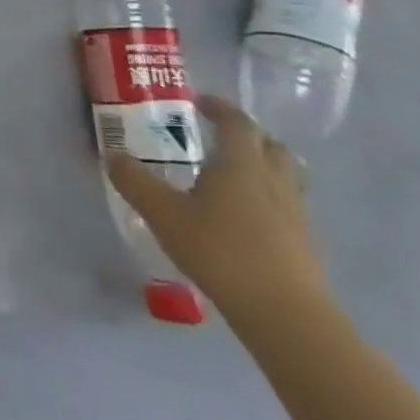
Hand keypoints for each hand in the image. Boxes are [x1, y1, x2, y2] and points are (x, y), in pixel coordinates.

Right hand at [105, 95, 326, 326]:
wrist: (286, 316)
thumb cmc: (220, 251)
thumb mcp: (162, 213)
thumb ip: (135, 181)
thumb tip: (113, 155)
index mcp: (240, 164)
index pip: (238, 123)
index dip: (220, 108)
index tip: (199, 103)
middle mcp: (274, 182)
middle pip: (271, 146)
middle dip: (248, 136)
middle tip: (219, 137)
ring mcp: (296, 215)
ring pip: (286, 177)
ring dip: (263, 167)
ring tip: (233, 177)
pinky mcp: (306, 245)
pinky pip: (289, 208)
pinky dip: (269, 201)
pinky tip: (246, 220)